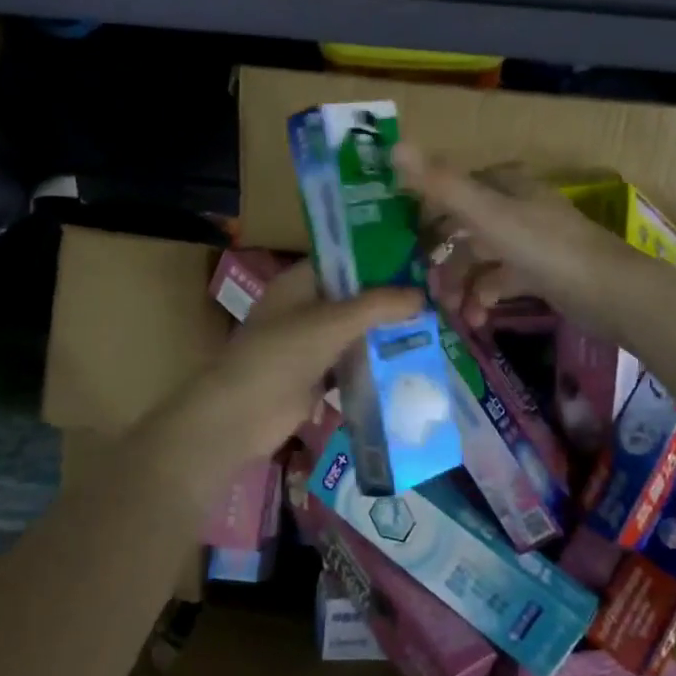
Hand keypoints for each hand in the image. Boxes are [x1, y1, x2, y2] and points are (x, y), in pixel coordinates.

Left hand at [143, 261, 421, 491]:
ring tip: (432, 327)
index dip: (378, 258)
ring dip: (385, 333)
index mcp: (299, 282)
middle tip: (435, 297)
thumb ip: (379, 306)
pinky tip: (409, 362)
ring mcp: (309, 343)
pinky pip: (351, 363)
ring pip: (354, 331)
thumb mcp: (333, 322)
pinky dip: (375, 363)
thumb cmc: (282, 355)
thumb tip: (423, 295)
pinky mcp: (315, 376)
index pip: (344, 260)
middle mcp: (304, 307)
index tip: (418, 262)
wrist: (240, 416)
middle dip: (389, 299)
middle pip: (353, 297)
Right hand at [394, 145, 656, 340]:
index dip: (427, 217)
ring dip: (462, 286)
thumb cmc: (545, 248)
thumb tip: (393, 147)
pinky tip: (477, 319)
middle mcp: (516, 207)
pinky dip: (485, 298)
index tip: (404, 247)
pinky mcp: (541, 273)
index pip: (454, 191)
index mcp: (505, 185)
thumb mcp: (487, 215)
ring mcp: (530, 241)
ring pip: (481, 259)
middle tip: (428, 291)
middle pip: (465, 230)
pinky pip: (501, 282)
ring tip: (453, 313)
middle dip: (444, 261)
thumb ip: (441, 184)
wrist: (610, 292)